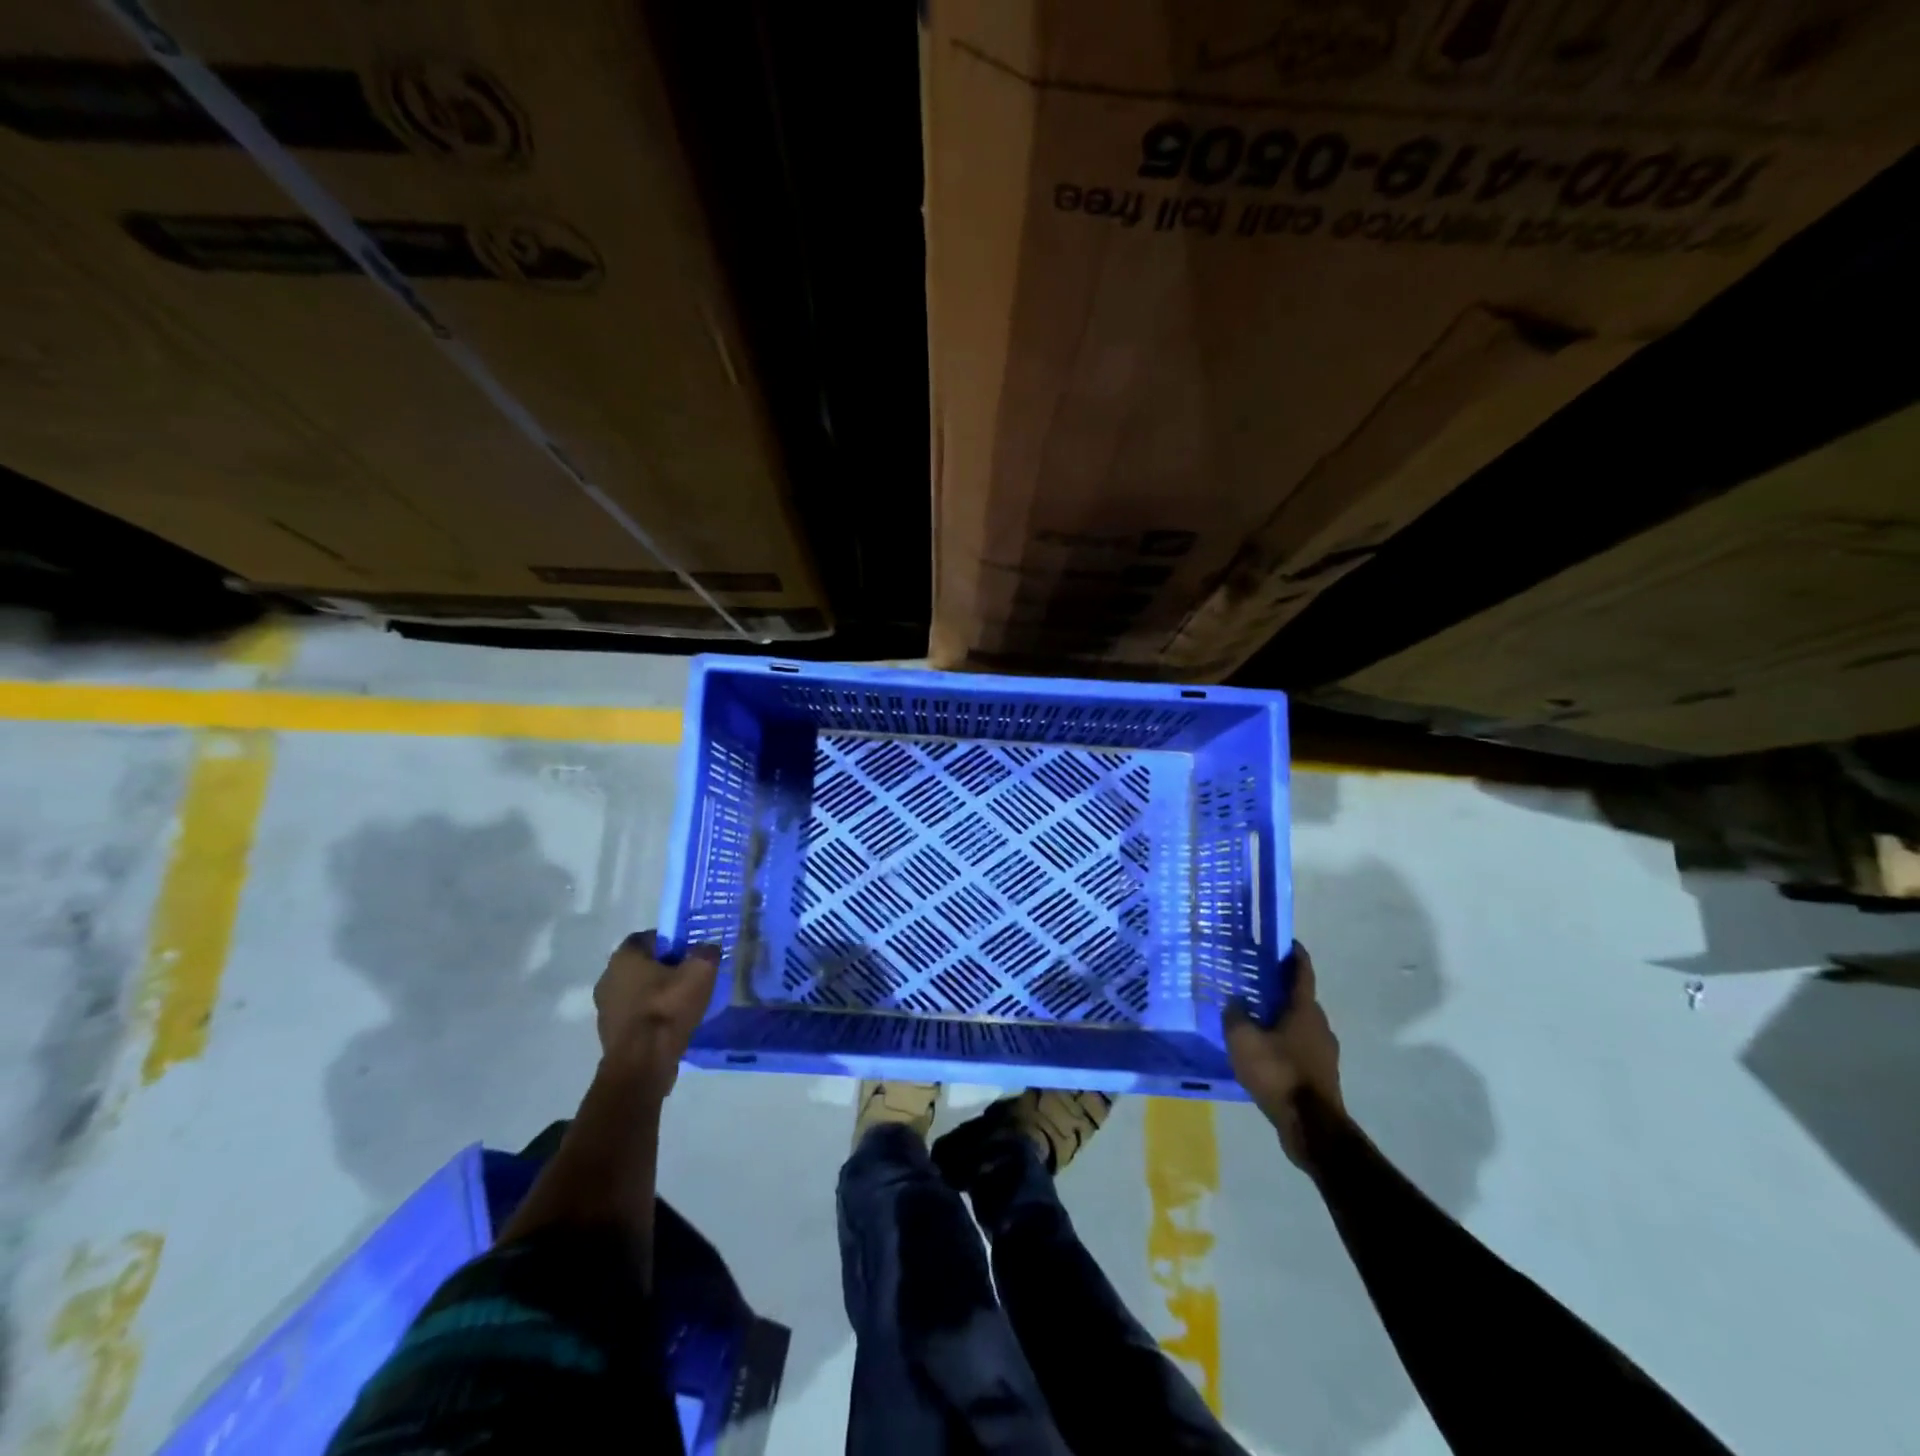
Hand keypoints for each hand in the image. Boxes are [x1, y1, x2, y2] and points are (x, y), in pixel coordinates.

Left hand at [594, 931, 719, 1096]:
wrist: (642, 1064)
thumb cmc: (668, 1008)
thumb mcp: (701, 971)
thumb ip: (706, 952)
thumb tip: (706, 949)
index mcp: (624, 957)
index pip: (649, 937)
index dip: (672, 942)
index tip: (691, 953)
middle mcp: (608, 977)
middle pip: (643, 965)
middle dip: (666, 969)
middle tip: (690, 977)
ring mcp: (606, 1008)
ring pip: (638, 991)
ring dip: (658, 994)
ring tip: (684, 1004)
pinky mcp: (610, 1034)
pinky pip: (636, 1015)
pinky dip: (652, 1017)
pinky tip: (672, 1026)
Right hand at [1225, 942, 1344, 1167]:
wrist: (1312, 1128)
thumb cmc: (1278, 1073)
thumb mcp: (1243, 1040)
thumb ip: (1235, 1016)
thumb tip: (1234, 1003)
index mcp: (1304, 1009)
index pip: (1302, 971)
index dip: (1293, 953)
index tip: (1283, 941)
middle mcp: (1319, 1025)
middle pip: (1299, 998)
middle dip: (1278, 988)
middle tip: (1252, 982)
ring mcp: (1324, 1052)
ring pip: (1299, 1025)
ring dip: (1279, 1018)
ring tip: (1252, 1020)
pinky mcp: (1321, 1075)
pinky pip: (1299, 1048)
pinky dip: (1283, 1043)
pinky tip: (1262, 1054)